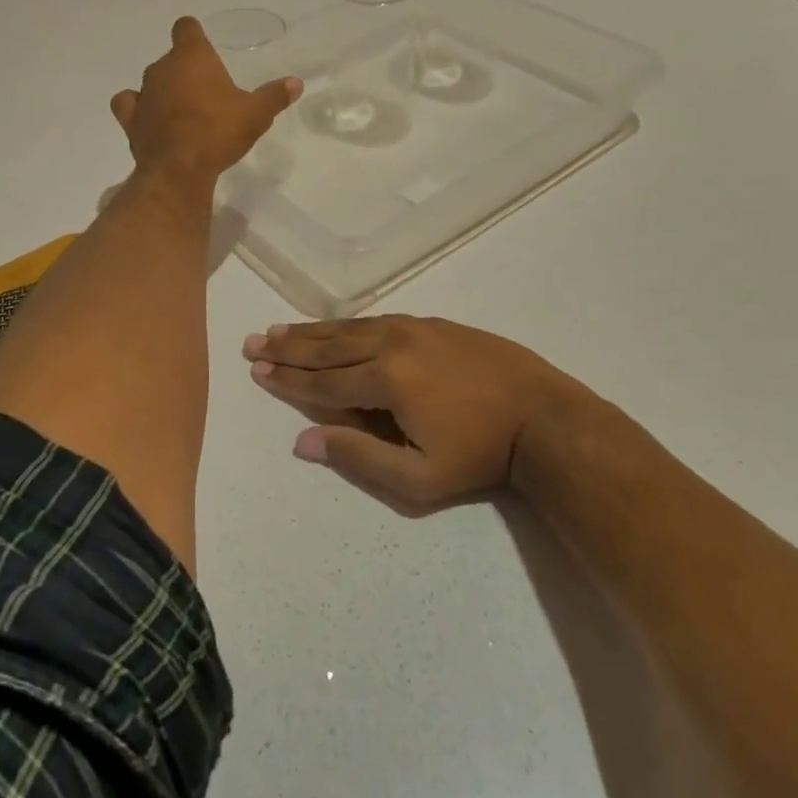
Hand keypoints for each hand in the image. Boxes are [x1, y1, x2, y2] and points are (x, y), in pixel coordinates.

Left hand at [112, 18, 300, 183]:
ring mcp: (143, 93)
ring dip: (164, 90)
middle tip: (207, 92)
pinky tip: (149, 119)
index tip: (203, 45)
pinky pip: (130, 105)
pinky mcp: (130, 120)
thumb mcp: (256, 114)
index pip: (186, 28)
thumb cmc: (219, 131)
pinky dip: (138, 109)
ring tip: (182, 110)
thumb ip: (274, 96)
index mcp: (192, 57)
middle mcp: (162, 68)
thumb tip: (296, 83)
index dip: (193, 34)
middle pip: (172, 58)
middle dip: (186, 71)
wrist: (179, 168)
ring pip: (151, 81)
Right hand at [242, 315, 575, 512]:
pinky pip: (376, 321)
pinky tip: (334, 326)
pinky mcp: (432, 323)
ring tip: (280, 329)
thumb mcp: (420, 477)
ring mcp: (414, 328)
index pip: (324, 381)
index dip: (288, 379)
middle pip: (329, 346)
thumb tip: (303, 441)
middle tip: (254, 341)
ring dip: (312, 330)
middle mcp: (393, 343)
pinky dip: (346, 324)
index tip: (257, 370)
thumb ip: (359, 457)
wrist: (543, 415)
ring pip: (350, 328)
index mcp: (387, 379)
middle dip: (289, 346)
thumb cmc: (480, 454)